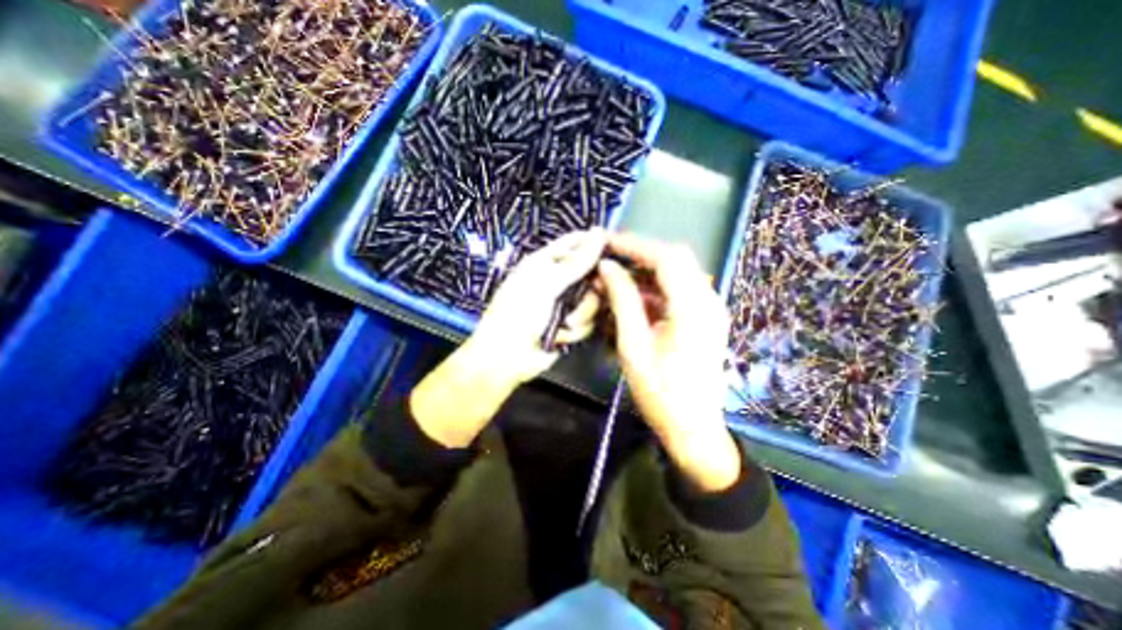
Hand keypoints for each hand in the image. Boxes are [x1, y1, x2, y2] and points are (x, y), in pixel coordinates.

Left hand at [412, 232, 604, 447]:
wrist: (507, 357)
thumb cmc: (519, 314)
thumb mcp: (546, 283)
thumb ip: (576, 262)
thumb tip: (598, 233)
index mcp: (545, 263)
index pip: (575, 243)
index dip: (595, 243)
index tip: (615, 251)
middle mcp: (558, 280)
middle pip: (592, 274)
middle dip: (591, 290)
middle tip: (589, 295)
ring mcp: (566, 304)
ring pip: (594, 300)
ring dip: (581, 314)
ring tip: (564, 323)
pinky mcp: (571, 325)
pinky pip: (589, 321)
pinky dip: (576, 331)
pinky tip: (560, 337)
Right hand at [599, 233, 742, 489]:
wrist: (693, 428)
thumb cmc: (660, 392)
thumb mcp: (634, 345)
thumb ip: (622, 301)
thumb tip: (607, 268)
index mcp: (693, 307)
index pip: (666, 257)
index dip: (635, 245)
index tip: (607, 242)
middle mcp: (709, 301)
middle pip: (676, 259)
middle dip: (641, 254)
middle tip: (610, 258)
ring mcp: (711, 309)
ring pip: (679, 273)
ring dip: (647, 271)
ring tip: (617, 277)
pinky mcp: (706, 319)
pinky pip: (681, 290)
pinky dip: (656, 287)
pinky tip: (634, 297)